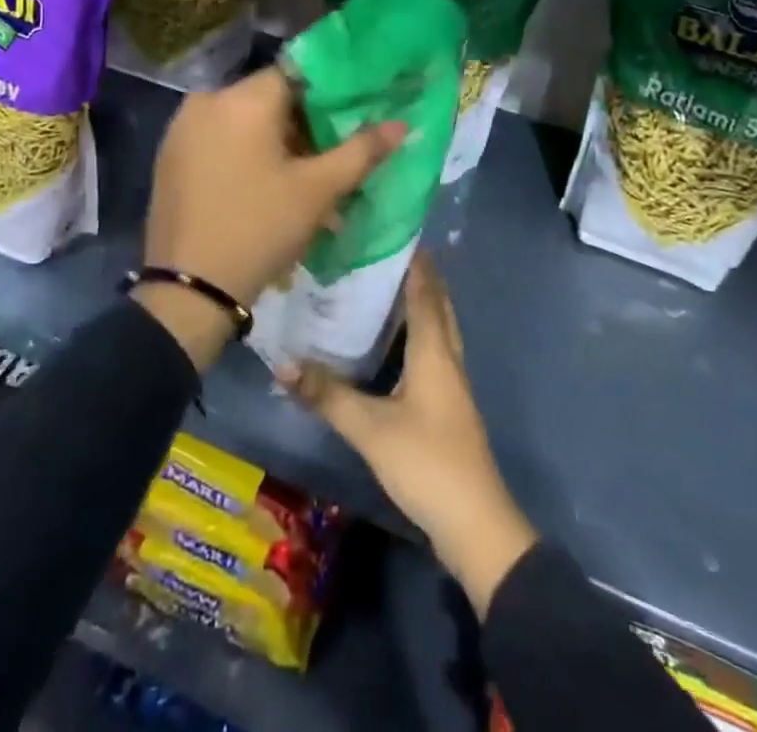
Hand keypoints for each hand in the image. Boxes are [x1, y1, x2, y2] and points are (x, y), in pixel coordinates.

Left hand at [137, 66, 404, 368]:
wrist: (189, 290)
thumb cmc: (259, 228)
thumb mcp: (317, 190)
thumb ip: (361, 151)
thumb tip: (402, 125)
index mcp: (242, 98)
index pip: (296, 75)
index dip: (328, 95)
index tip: (350, 120)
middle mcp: (207, 101)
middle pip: (269, 99)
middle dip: (303, 126)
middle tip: (329, 160)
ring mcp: (182, 128)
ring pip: (244, 121)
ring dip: (275, 144)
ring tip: (301, 182)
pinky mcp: (170, 156)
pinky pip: (219, 140)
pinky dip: (245, 154)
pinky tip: (263, 188)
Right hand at [281, 258, 536, 616]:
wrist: (475, 525)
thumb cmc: (427, 463)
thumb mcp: (370, 428)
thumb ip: (327, 395)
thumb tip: (281, 363)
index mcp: (434, 350)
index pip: (425, 290)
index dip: (412, 260)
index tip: (390, 230)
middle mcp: (448, 357)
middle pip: (437, 304)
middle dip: (416, 276)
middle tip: (380, 254)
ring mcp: (452, 383)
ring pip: (437, 328)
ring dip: (417, 304)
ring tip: (381, 288)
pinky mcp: (448, 405)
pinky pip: (432, 351)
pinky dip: (415, 334)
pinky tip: (391, 345)